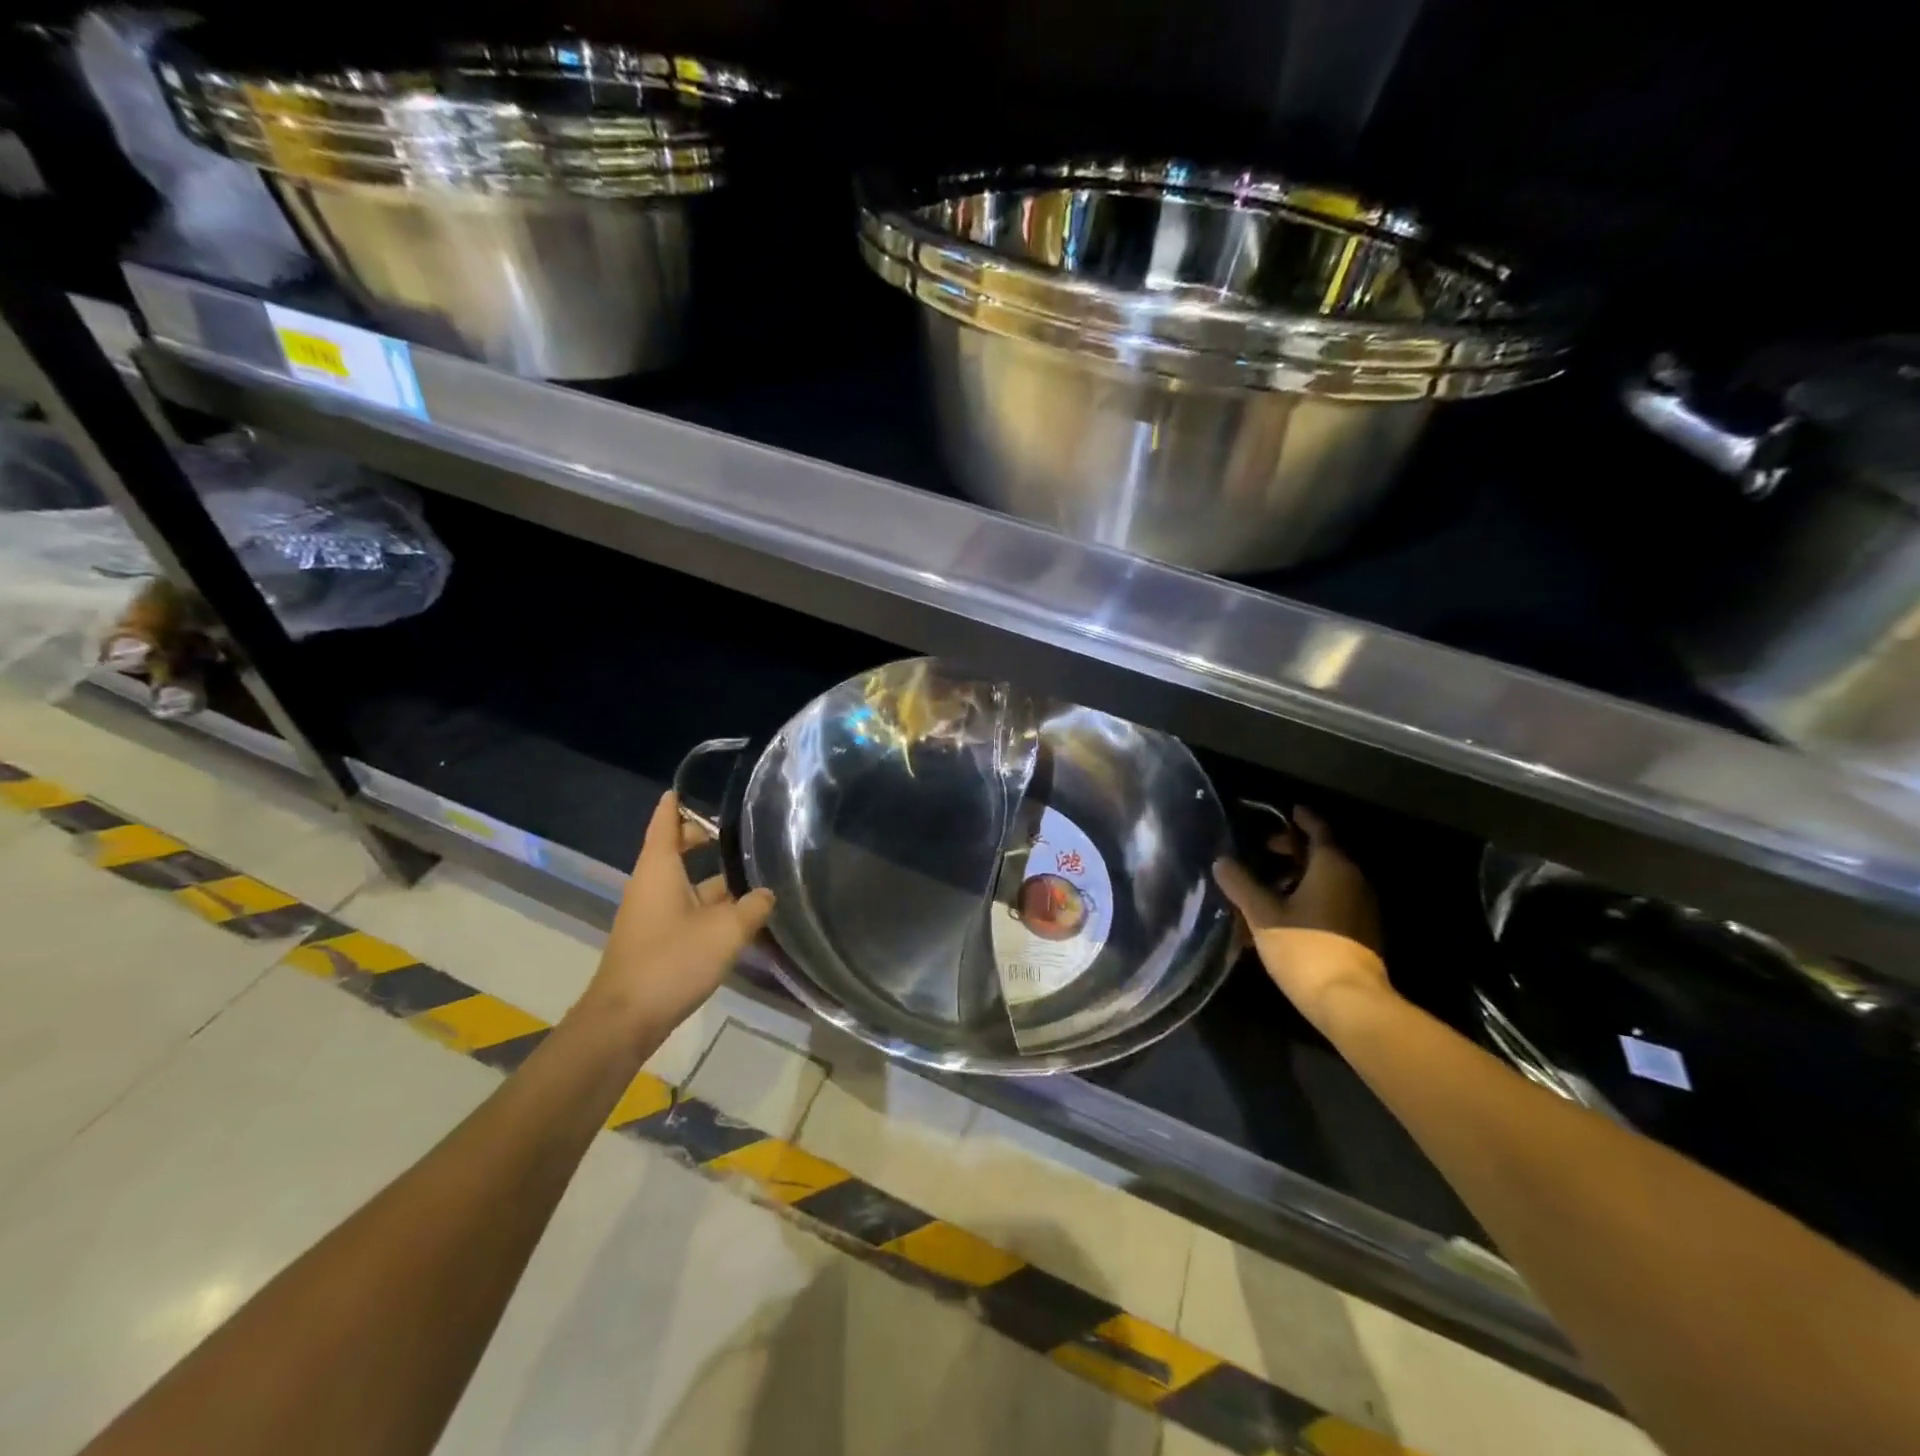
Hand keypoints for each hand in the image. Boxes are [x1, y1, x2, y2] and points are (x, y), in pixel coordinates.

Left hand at [575, 792, 775, 1047]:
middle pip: (674, 848)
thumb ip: (753, 908)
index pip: (665, 821)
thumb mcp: (726, 931)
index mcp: (659, 868)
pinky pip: (684, 907)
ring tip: (751, 871)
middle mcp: (651, 884)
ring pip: (684, 881)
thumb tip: (769, 893)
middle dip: (701, 836)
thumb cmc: (672, 961)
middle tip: (737, 829)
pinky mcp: (655, 939)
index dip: (677, 801)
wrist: (625, 1019)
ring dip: (712, 875)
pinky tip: (738, 913)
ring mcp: (651, 913)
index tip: (691, 785)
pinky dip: (708, 902)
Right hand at [1213, 806, 1391, 1028]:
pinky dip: (1310, 895)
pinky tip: (1285, 911)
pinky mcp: (1361, 932)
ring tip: (1268, 882)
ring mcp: (1361, 908)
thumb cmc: (1305, 948)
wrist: (1350, 1001)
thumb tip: (1221, 861)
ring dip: (1300, 875)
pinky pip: (1333, 900)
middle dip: (1294, 848)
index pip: (1318, 830)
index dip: (1301, 819)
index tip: (1286, 811)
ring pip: (1328, 879)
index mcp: (1332, 866)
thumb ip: (1241, 884)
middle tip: (1265, 849)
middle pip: (1323, 853)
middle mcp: (1353, 880)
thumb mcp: (1263, 914)